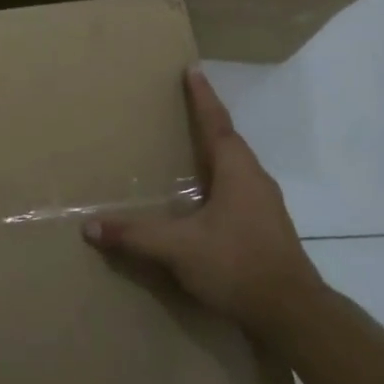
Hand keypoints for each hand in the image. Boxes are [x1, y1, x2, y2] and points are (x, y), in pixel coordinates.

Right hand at [83, 67, 322, 332]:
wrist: (293, 313)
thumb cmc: (237, 265)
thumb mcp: (179, 249)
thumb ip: (135, 236)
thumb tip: (89, 227)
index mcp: (238, 171)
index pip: (216, 124)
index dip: (202, 97)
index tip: (193, 70)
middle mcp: (255, 180)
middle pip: (229, 141)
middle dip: (207, 122)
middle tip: (184, 107)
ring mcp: (265, 206)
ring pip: (236, 168)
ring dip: (214, 154)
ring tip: (190, 151)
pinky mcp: (266, 229)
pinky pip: (238, 192)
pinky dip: (219, 183)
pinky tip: (204, 202)